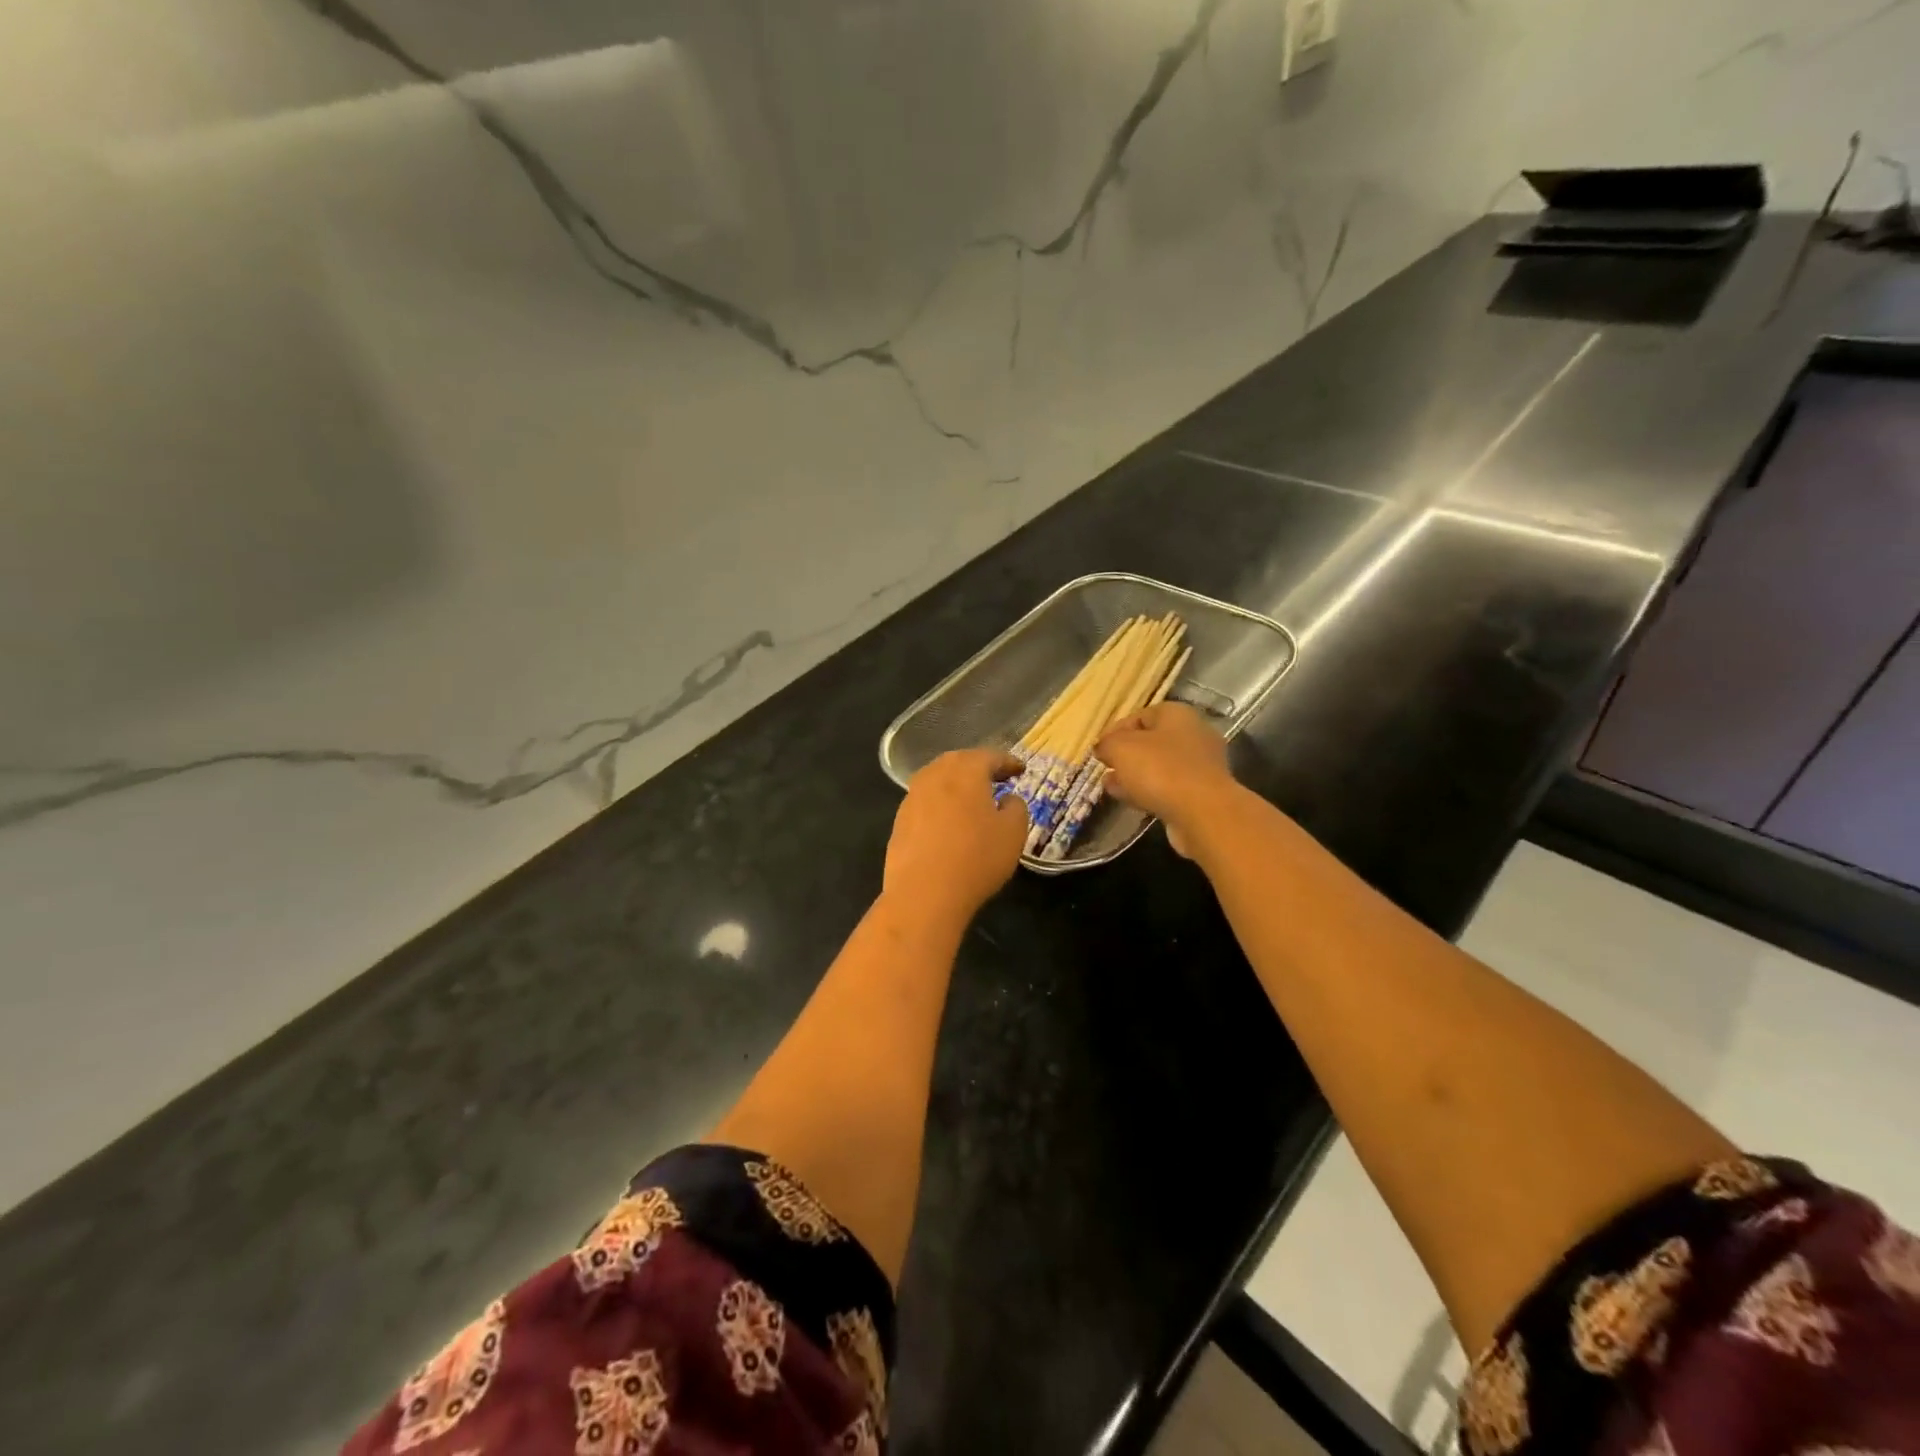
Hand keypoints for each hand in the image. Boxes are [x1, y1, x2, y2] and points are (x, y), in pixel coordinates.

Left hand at [883, 749, 1028, 922]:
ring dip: (957, 784)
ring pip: (938, 780)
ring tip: (972, 798)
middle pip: (959, 762)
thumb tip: (1008, 799)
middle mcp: (935, 776)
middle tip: (996, 778)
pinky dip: (941, 803)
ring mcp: (912, 797)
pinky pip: (925, 802)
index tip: (1021, 770)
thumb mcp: (1013, 833)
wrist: (923, 894)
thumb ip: (1016, 808)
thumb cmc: (976, 859)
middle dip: (979, 767)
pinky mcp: (899, 821)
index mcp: (965, 771)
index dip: (1008, 762)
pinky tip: (949, 821)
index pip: (990, 757)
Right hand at [1095, 702, 1237, 856]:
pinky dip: (1148, 791)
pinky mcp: (1202, 793)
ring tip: (1110, 786)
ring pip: (1159, 766)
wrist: (1203, 813)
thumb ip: (1107, 744)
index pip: (1140, 715)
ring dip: (1134, 775)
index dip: (1115, 730)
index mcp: (1177, 714)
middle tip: (1105, 767)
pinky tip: (1128, 800)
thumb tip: (1103, 747)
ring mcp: (1201, 766)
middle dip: (1125, 754)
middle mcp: (1194, 734)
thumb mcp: (1121, 748)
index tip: (1098, 748)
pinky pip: (1169, 787)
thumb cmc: (1160, 769)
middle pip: (1152, 741)